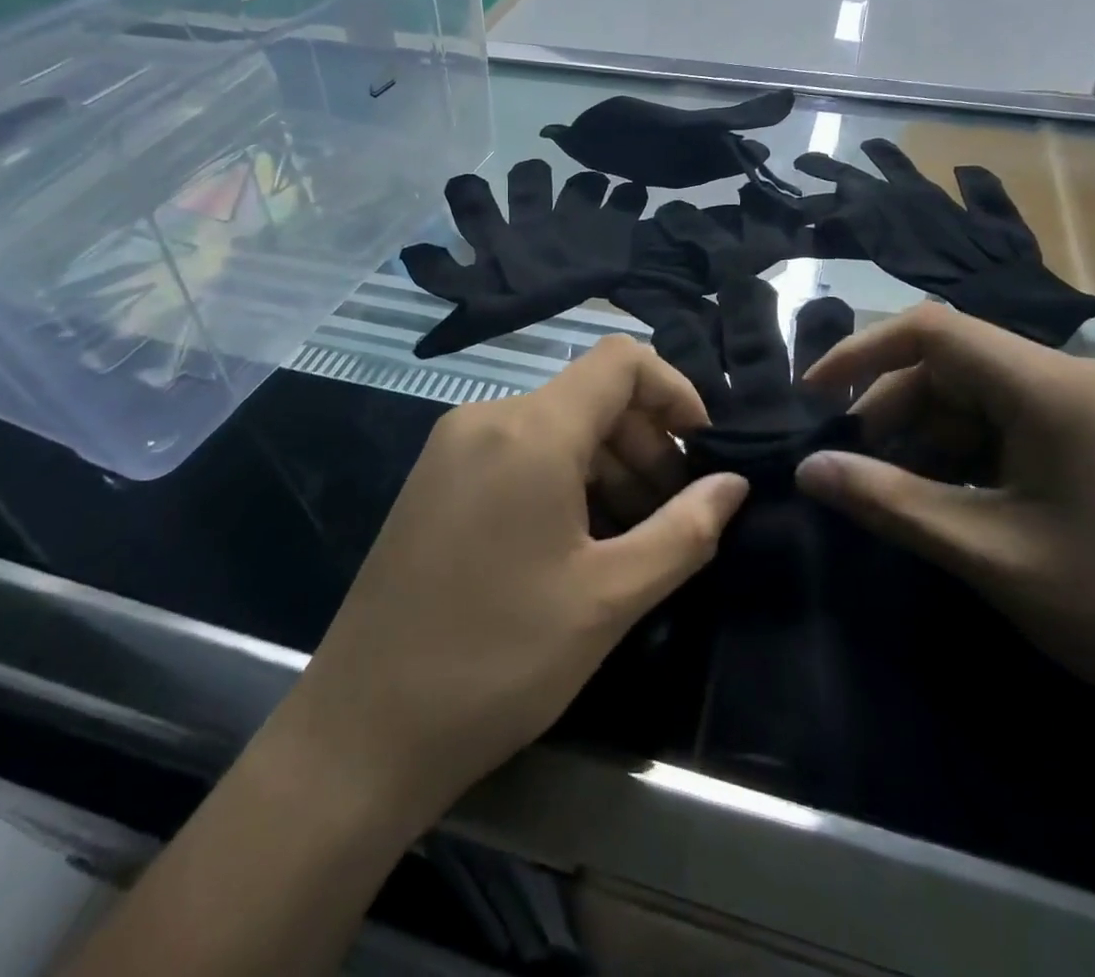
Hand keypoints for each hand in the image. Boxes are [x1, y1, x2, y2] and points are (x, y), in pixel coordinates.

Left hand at [277, 337, 747, 821]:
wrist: (360, 734)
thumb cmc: (497, 661)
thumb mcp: (609, 598)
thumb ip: (685, 530)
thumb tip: (734, 484)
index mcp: (530, 431)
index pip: (621, 360)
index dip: (674, 390)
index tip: (704, 447)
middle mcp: (487, 418)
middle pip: (591, 395)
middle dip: (646, 441)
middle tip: (674, 512)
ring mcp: (452, 447)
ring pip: (556, 425)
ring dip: (609, 464)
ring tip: (634, 534)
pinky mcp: (435, 479)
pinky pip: (519, 451)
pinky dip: (565, 477)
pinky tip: (579, 540)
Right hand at [794, 304, 1094, 722]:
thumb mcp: (990, 554)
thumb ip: (890, 502)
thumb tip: (809, 468)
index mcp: (1047, 387)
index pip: (932, 330)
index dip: (862, 353)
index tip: (816, 397)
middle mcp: (1068, 376)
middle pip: (950, 363)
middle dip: (893, 410)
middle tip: (857, 470)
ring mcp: (1087, 404)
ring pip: (976, 394)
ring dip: (928, 436)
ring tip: (903, 495)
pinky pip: (1009, 421)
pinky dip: (967, 452)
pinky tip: (956, 501)